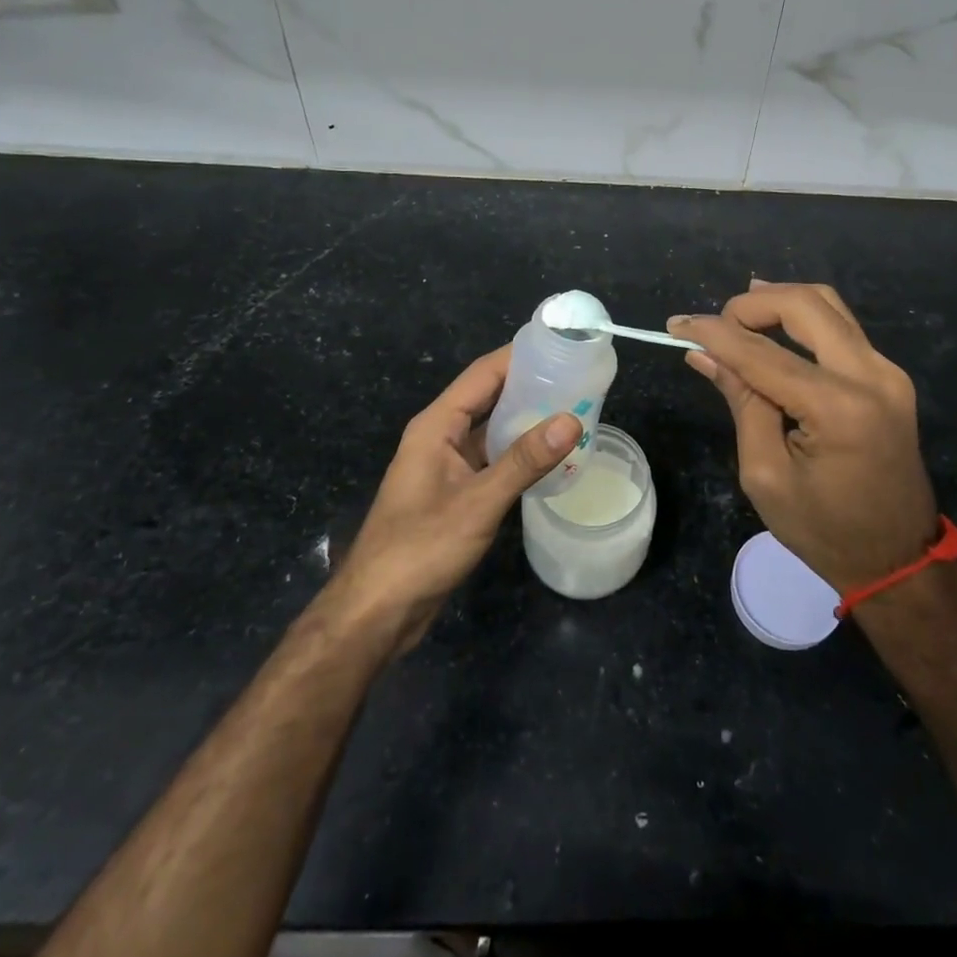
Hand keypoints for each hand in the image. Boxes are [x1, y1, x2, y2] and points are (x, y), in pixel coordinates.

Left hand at [315, 346, 578, 656]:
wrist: (378, 611)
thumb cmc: (421, 547)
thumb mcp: (478, 502)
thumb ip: (525, 461)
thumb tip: (572, 420)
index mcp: (437, 425)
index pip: (483, 374)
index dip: (519, 355)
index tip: (561, 345)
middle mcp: (441, 436)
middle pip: (488, 397)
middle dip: (530, 385)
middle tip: (578, 378)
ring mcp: (447, 465)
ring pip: (492, 429)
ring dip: (527, 420)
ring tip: (574, 410)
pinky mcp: (455, 492)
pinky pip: (492, 459)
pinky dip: (520, 453)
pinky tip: (551, 457)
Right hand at [668, 282, 940, 594]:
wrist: (897, 560)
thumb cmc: (824, 530)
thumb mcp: (766, 474)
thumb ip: (741, 402)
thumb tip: (704, 354)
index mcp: (838, 408)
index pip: (763, 353)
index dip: (715, 333)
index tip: (676, 324)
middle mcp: (871, 376)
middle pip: (806, 304)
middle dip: (752, 304)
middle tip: (715, 324)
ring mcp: (887, 371)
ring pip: (828, 305)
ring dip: (779, 301)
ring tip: (738, 316)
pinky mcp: (889, 376)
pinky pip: (841, 327)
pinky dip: (803, 318)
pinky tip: (774, 327)